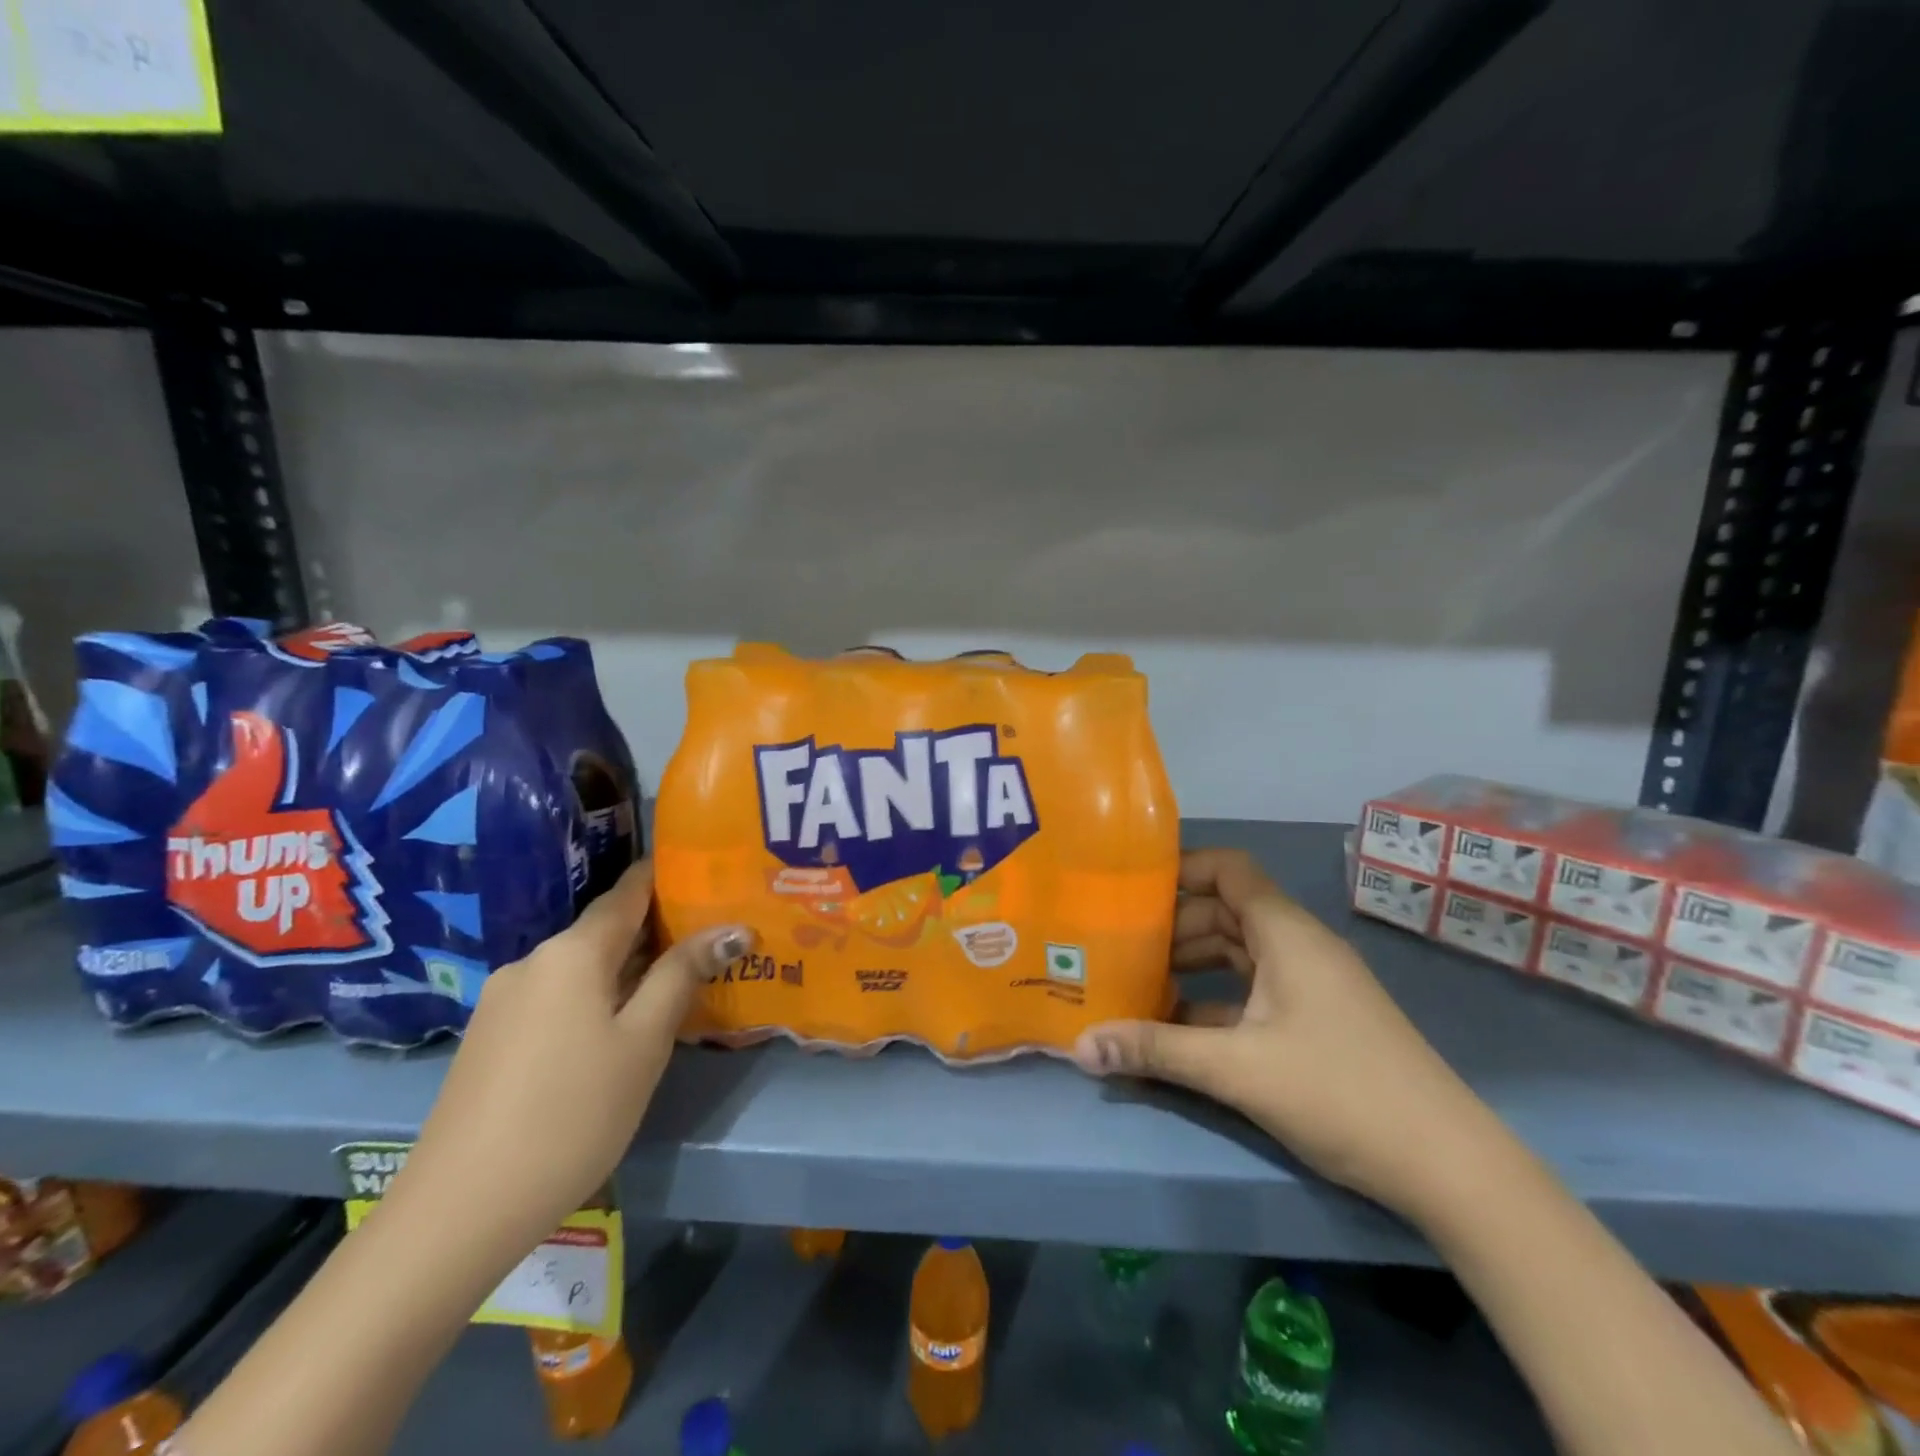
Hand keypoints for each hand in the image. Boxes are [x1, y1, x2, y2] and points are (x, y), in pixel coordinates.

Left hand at [389, 860, 750, 1258]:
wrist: (458, 1211)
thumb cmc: (572, 1114)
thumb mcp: (644, 1042)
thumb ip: (684, 975)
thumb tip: (731, 927)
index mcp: (572, 951)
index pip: (629, 890)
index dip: (668, 877)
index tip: (709, 874)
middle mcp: (533, 961)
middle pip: (605, 929)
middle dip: (657, 930)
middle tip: (711, 938)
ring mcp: (504, 1000)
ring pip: (582, 967)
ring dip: (628, 968)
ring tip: (675, 984)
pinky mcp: (490, 1037)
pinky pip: (557, 997)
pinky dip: (595, 997)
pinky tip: (617, 1029)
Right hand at [1072, 848, 1498, 1215]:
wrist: (1450, 1168)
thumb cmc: (1341, 1092)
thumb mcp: (1238, 1069)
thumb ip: (1156, 1050)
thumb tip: (1079, 1046)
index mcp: (1286, 934)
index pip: (1229, 870)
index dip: (1181, 868)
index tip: (1131, 887)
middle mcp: (1298, 947)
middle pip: (1225, 912)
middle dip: (1171, 926)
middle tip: (1117, 944)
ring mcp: (1310, 985)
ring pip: (1237, 954)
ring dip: (1191, 964)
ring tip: (1136, 983)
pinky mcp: (1316, 1021)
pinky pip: (1253, 990)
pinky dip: (1214, 999)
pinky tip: (1178, 1028)